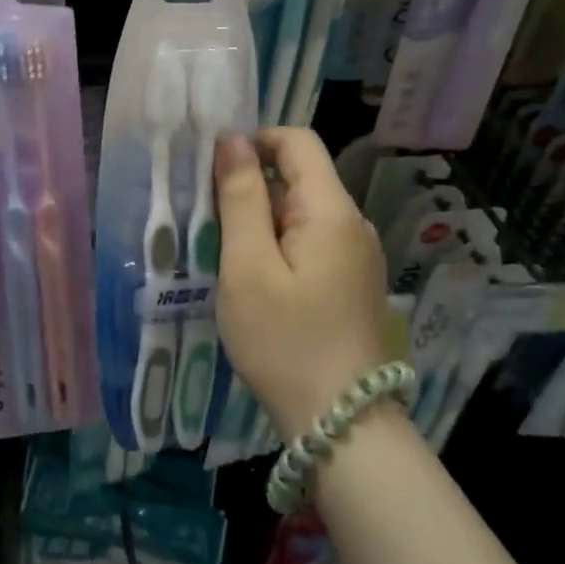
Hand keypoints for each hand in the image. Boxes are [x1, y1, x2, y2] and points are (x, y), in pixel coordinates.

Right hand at [214, 127, 392, 437]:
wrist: (341, 422)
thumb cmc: (285, 340)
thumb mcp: (248, 267)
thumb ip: (241, 198)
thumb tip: (233, 141)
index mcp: (330, 210)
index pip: (297, 140)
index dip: (253, 141)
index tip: (212, 171)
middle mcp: (352, 223)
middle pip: (298, 176)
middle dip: (250, 186)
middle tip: (207, 222)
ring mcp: (356, 255)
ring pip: (301, 212)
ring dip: (260, 220)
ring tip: (224, 255)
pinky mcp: (352, 282)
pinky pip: (310, 242)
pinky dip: (278, 245)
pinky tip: (254, 281)